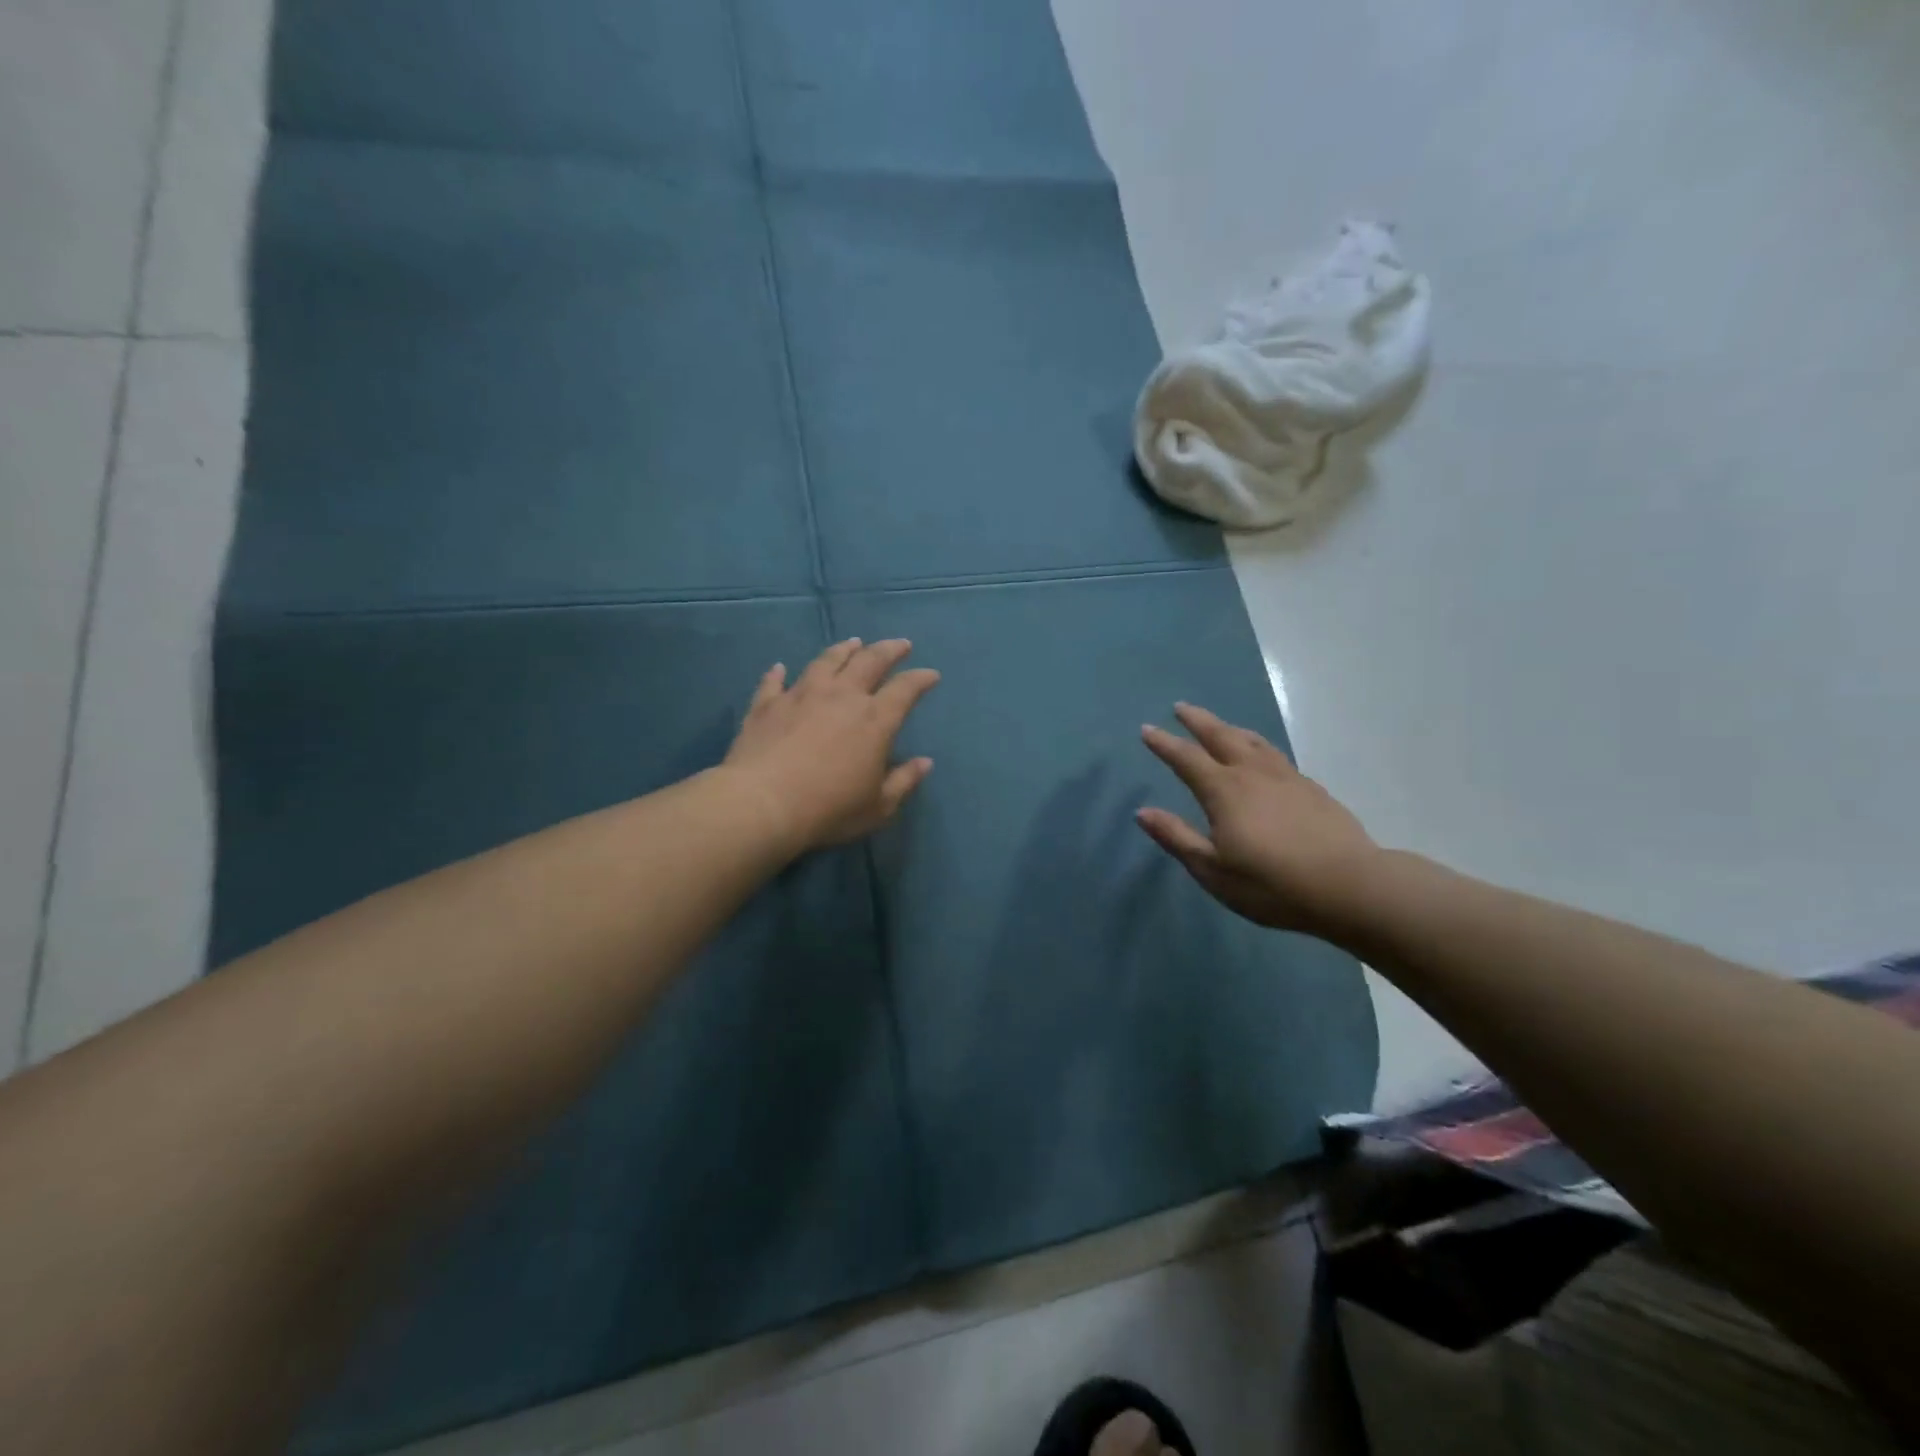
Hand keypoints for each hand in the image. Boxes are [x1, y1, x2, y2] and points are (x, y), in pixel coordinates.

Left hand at [723, 638, 938, 854]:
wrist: (763, 804)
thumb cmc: (830, 809)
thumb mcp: (878, 806)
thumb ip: (904, 781)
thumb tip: (925, 762)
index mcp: (875, 720)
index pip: (905, 689)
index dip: (921, 679)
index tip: (931, 674)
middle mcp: (841, 696)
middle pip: (869, 661)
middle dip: (888, 650)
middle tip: (900, 644)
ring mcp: (801, 695)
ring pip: (826, 661)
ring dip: (843, 650)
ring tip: (852, 643)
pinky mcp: (767, 704)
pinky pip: (774, 682)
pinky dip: (779, 673)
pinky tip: (780, 667)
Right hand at [1137, 703, 1379, 936]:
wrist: (1349, 886)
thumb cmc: (1272, 884)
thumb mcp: (1213, 870)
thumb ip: (1177, 837)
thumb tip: (1143, 812)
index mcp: (1224, 790)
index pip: (1186, 758)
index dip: (1164, 743)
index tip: (1147, 729)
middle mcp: (1252, 773)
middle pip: (1220, 736)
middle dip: (1197, 721)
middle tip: (1181, 707)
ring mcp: (1286, 777)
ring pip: (1252, 741)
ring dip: (1229, 728)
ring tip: (1219, 724)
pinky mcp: (1311, 788)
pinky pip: (1275, 754)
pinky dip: (1257, 744)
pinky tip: (1261, 754)